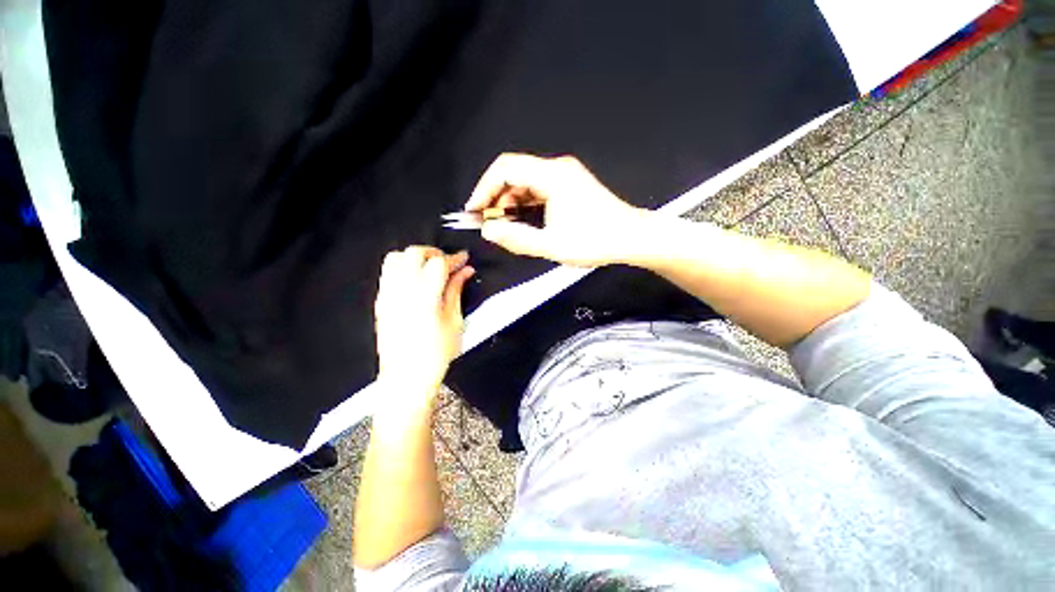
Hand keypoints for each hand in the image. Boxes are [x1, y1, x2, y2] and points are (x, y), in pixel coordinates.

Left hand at [374, 247, 474, 401]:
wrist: (406, 378)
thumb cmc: (436, 354)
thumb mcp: (454, 322)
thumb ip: (456, 291)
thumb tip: (465, 271)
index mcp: (424, 298)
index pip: (438, 263)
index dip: (454, 257)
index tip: (464, 258)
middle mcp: (401, 291)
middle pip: (414, 253)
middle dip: (434, 252)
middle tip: (448, 263)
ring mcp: (386, 296)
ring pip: (396, 258)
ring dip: (415, 257)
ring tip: (430, 268)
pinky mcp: (380, 302)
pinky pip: (388, 272)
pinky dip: (403, 267)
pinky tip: (416, 279)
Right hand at [465, 153, 645, 266]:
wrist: (631, 238)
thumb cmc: (594, 241)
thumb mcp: (550, 245)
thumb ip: (516, 238)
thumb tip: (488, 230)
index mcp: (552, 176)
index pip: (505, 169)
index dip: (484, 188)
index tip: (474, 210)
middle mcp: (557, 169)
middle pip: (515, 175)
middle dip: (497, 199)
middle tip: (490, 225)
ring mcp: (565, 177)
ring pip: (527, 184)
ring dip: (512, 205)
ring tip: (506, 228)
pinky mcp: (570, 187)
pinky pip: (540, 191)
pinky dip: (527, 206)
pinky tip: (525, 224)